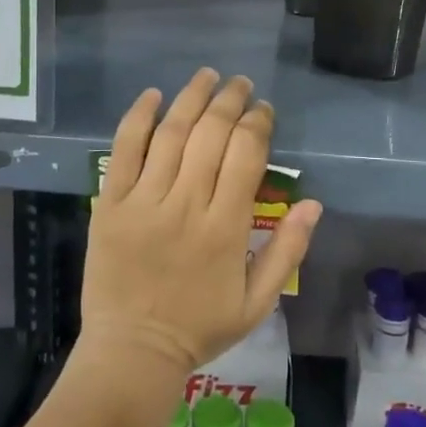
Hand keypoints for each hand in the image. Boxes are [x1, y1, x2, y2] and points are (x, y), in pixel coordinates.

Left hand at [80, 70, 321, 375]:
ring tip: (207, 76)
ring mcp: (146, 201)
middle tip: (240, 84)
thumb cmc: (200, 327)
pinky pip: (124, 150)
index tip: (263, 110)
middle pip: (212, 134)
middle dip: (230, 101)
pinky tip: (153, 95)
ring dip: (192, 97)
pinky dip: (138, 118)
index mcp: (227, 227)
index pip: (247, 154)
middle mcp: (188, 204)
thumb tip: (313, 202)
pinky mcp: (112, 203)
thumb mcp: (258, 302)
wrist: (133, 351)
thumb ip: (288, 251)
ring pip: (172, 133)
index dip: (258, 123)